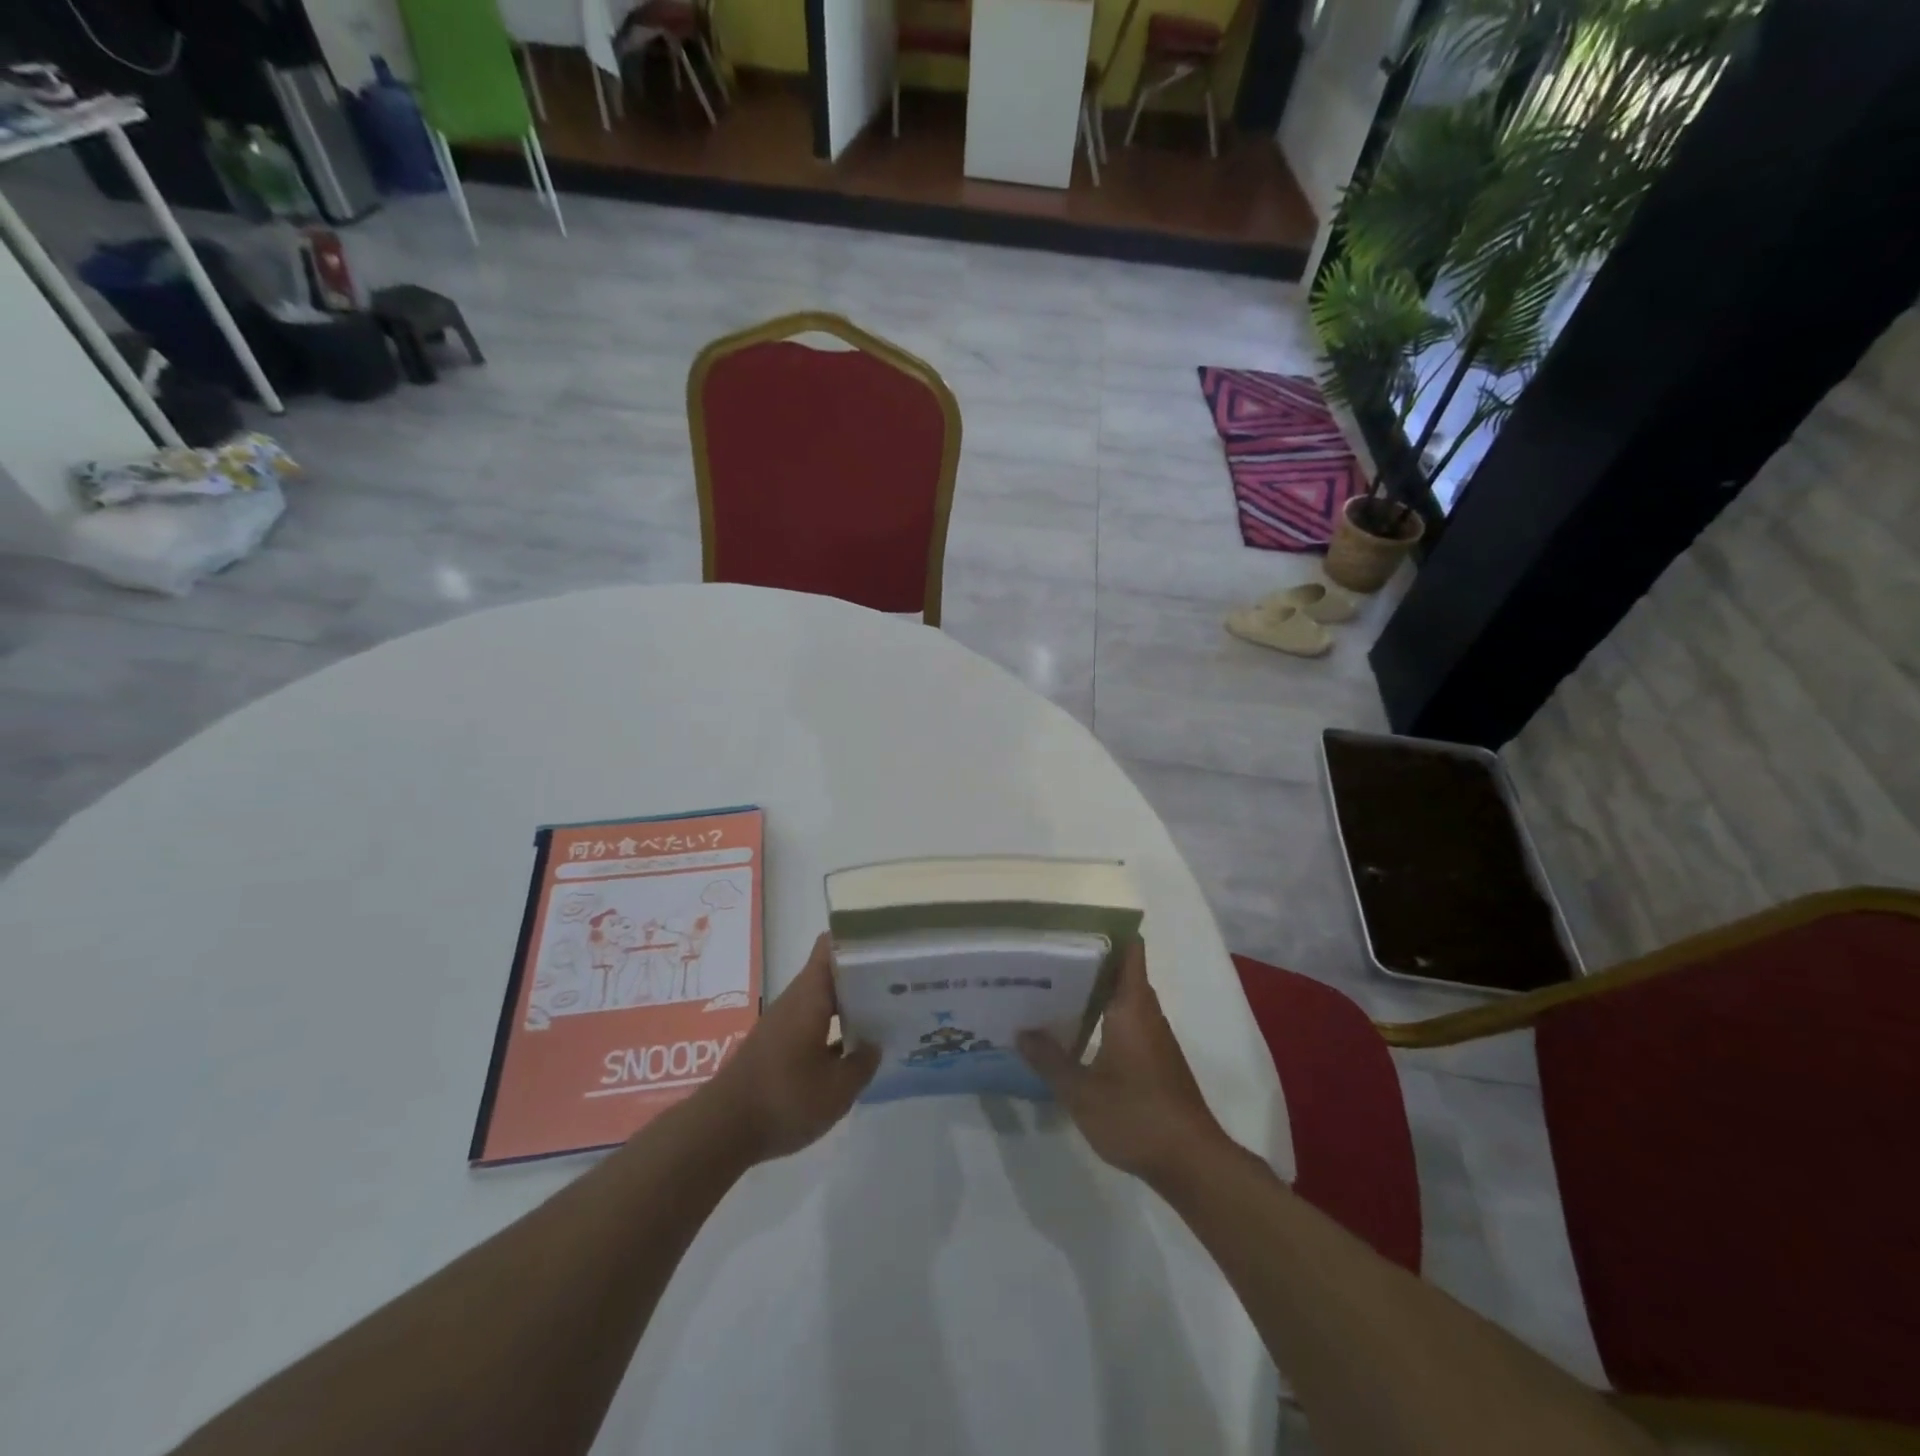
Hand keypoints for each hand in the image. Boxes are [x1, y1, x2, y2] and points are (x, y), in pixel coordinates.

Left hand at [699, 933, 878, 1164]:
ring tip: (885, 1012)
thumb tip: (874, 1045)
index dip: (858, 939)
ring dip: (849, 1004)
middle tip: (900, 982)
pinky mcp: (776, 1046)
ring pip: (822, 1000)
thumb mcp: (836, 1090)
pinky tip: (854, 1049)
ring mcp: (783, 1023)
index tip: (888, 944)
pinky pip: (812, 1023)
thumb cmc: (784, 1099)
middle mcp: (795, 1001)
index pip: (831, 947)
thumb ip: (862, 1064)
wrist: (721, 1130)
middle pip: (831, 973)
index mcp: (810, 996)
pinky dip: (834, 1028)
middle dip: (862, 975)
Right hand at [1017, 940, 1231, 1186]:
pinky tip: (1073, 1032)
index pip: (1128, 949)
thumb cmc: (1136, 1115)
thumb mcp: (1081, 1092)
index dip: (1104, 931)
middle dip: (1086, 961)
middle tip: (1044, 958)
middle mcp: (1146, 1013)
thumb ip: (1049, 1060)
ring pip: (1122, 998)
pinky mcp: (1154, 1059)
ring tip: (1050, 989)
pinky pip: (1126, 1022)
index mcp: (1131, 1006)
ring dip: (1092, 992)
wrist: (1191, 1162)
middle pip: (1120, 971)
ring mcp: (1153, 1037)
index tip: (1070, 926)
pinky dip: (1102, 1017)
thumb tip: (1021, 1032)